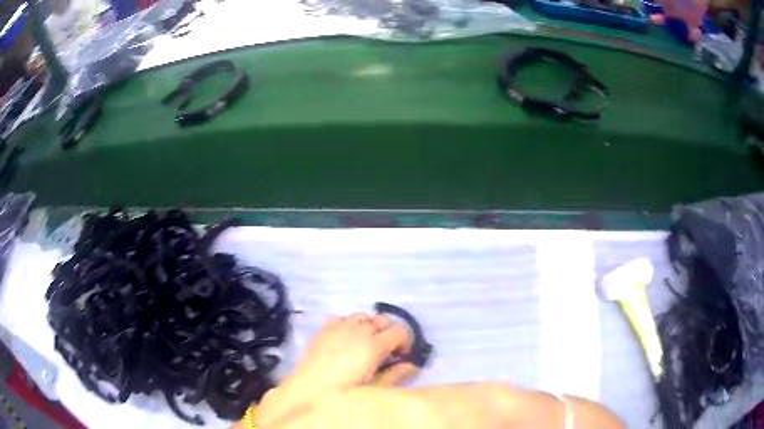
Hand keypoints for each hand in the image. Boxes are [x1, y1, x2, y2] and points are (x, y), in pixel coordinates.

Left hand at [254, 313, 416, 426]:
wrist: (306, 391)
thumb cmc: (344, 392)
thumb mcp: (375, 388)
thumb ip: (396, 375)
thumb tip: (413, 365)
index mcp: (373, 344)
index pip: (400, 331)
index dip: (406, 342)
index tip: (404, 355)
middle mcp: (358, 329)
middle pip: (383, 319)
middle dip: (389, 332)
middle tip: (387, 351)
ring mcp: (339, 326)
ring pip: (363, 316)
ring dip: (370, 327)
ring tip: (366, 343)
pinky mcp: (324, 328)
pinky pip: (343, 317)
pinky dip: (350, 324)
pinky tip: (347, 339)